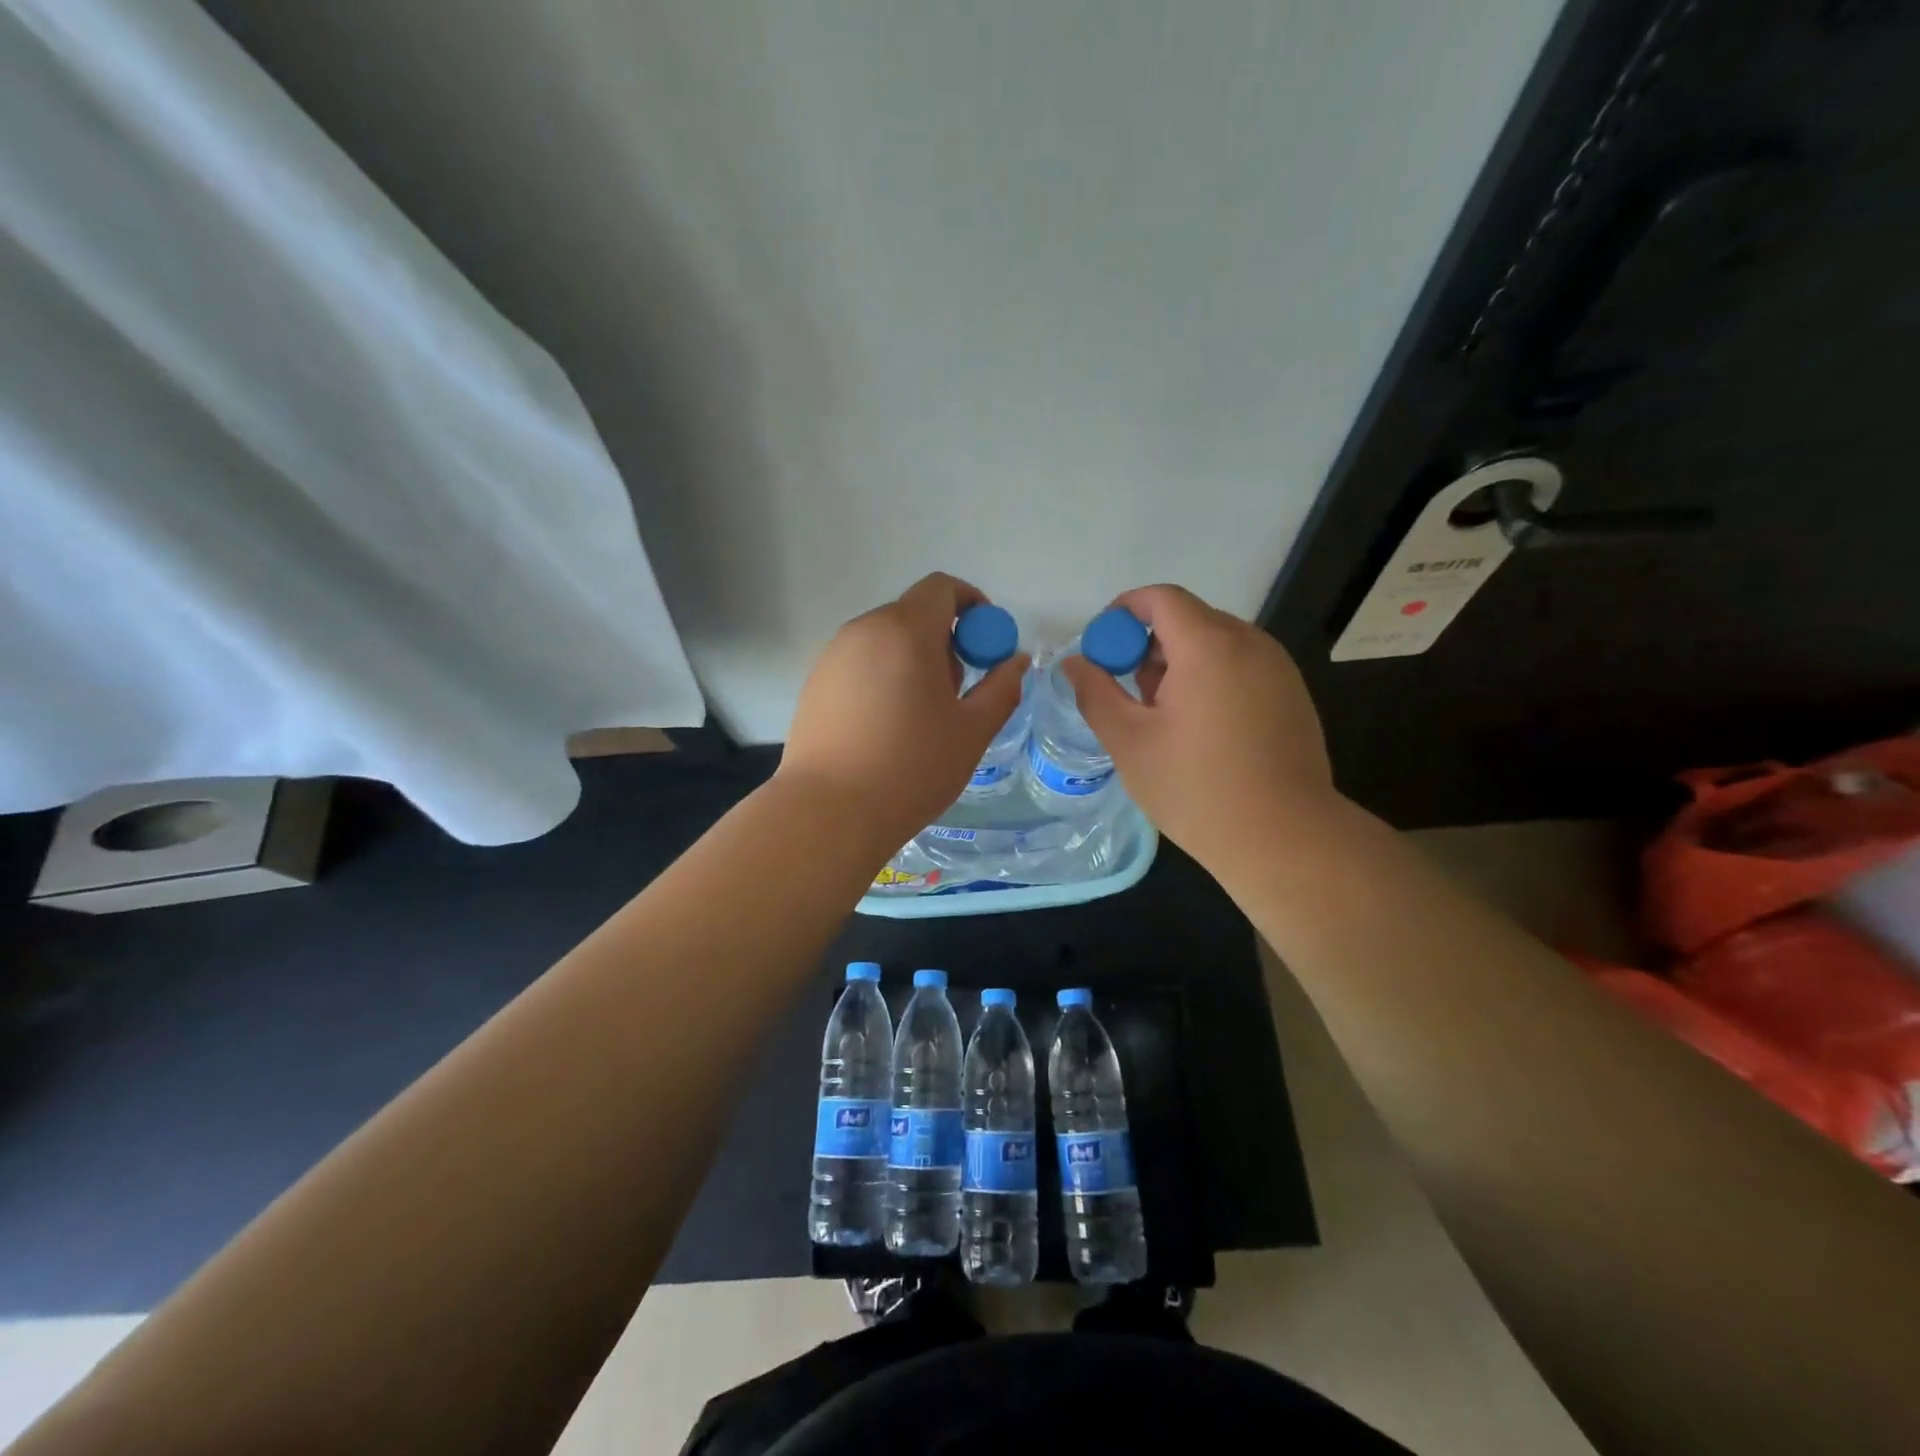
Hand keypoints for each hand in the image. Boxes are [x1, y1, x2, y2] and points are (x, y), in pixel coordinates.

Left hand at [779, 573, 1029, 850]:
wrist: (830, 813)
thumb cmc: (912, 768)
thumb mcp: (972, 731)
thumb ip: (1002, 688)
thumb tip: (1016, 660)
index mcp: (905, 630)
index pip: (942, 587)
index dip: (972, 605)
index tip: (984, 645)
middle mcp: (864, 630)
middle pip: (914, 613)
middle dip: (944, 640)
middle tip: (956, 692)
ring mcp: (832, 656)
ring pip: (885, 640)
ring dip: (913, 660)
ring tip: (920, 716)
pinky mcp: (814, 683)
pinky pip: (860, 663)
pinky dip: (883, 677)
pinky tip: (885, 728)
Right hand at [1061, 585, 1340, 872]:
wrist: (1284, 838)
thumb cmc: (1196, 789)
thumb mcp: (1129, 742)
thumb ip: (1095, 693)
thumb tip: (1074, 662)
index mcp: (1209, 646)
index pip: (1161, 598)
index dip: (1124, 612)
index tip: (1102, 648)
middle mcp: (1250, 643)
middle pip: (1189, 618)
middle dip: (1149, 645)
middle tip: (1129, 695)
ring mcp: (1278, 668)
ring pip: (1216, 643)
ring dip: (1180, 664)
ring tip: (1165, 719)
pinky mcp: (1293, 694)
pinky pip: (1241, 666)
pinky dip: (1211, 679)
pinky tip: (1203, 731)